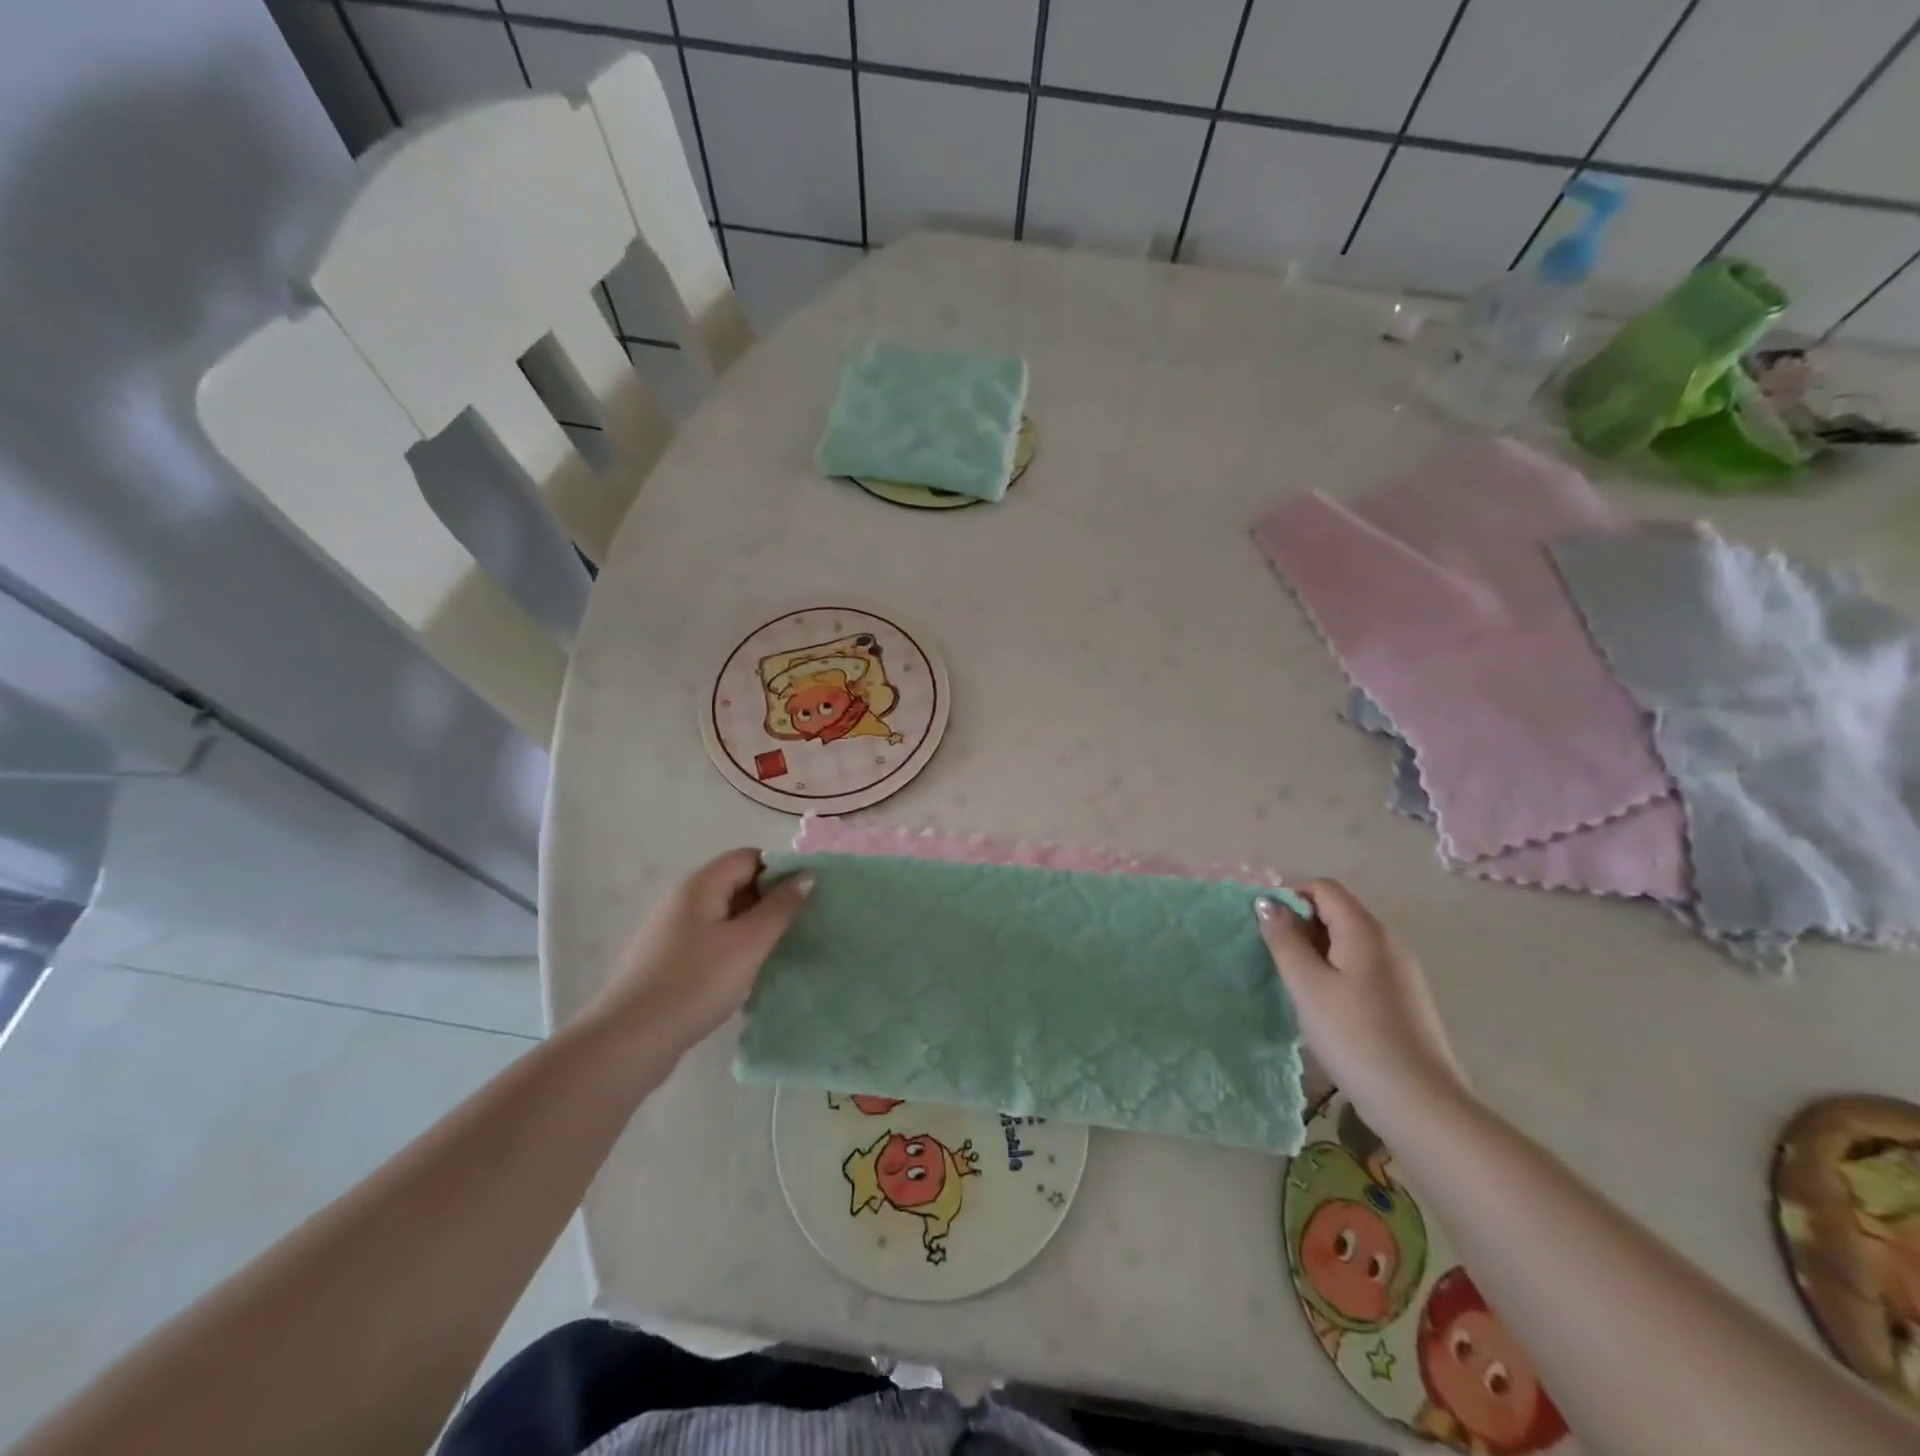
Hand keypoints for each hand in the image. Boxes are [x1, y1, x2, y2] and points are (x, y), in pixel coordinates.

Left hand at [582, 849, 811, 1056]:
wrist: (630, 1040)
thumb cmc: (696, 982)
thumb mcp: (749, 943)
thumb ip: (781, 907)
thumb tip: (807, 874)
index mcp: (701, 885)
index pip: (749, 857)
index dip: (780, 871)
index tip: (804, 900)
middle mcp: (683, 900)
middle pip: (736, 884)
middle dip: (769, 901)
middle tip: (797, 928)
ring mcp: (671, 931)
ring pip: (724, 916)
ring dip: (753, 928)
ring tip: (777, 953)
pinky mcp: (667, 961)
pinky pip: (710, 941)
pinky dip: (733, 949)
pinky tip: (745, 976)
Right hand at [1257, 880, 1471, 1117]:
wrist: (1420, 1103)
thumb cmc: (1355, 1036)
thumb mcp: (1307, 985)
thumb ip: (1284, 939)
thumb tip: (1267, 903)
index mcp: (1366, 930)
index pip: (1324, 888)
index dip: (1289, 894)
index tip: (1262, 923)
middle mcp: (1388, 941)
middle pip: (1337, 911)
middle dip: (1300, 922)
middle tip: (1271, 954)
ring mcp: (1400, 971)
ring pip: (1348, 941)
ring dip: (1315, 948)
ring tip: (1291, 980)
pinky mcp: (1403, 998)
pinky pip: (1361, 966)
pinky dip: (1334, 969)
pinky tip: (1322, 1003)